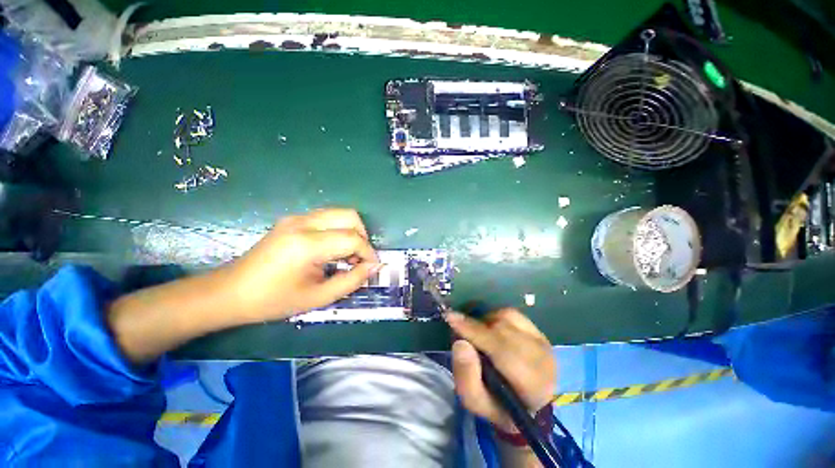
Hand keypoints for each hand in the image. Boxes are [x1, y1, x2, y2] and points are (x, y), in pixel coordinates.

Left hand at [228, 208, 380, 321]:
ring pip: (340, 213)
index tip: (372, 267)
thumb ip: (352, 280)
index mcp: (307, 244)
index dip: (368, 253)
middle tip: (359, 259)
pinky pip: (327, 218)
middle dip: (362, 237)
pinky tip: (332, 250)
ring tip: (347, 256)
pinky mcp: (292, 219)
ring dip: (351, 232)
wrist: (230, 292)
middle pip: (350, 216)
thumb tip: (374, 267)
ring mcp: (296, 218)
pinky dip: (339, 230)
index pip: (352, 239)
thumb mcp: (318, 297)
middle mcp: (303, 223)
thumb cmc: (273, 300)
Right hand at [446, 308, 555, 432]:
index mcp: (531, 384)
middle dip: (476, 327)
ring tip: (479, 335)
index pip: (501, 349)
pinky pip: (512, 314)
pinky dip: (496, 317)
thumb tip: (460, 343)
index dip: (474, 330)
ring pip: (506, 318)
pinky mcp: (540, 332)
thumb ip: (466, 377)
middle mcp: (542, 359)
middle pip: (502, 330)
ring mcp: (543, 342)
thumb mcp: (475, 402)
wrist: (527, 405)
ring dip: (486, 322)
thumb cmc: (498, 405)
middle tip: (460, 331)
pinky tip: (492, 330)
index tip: (450, 318)